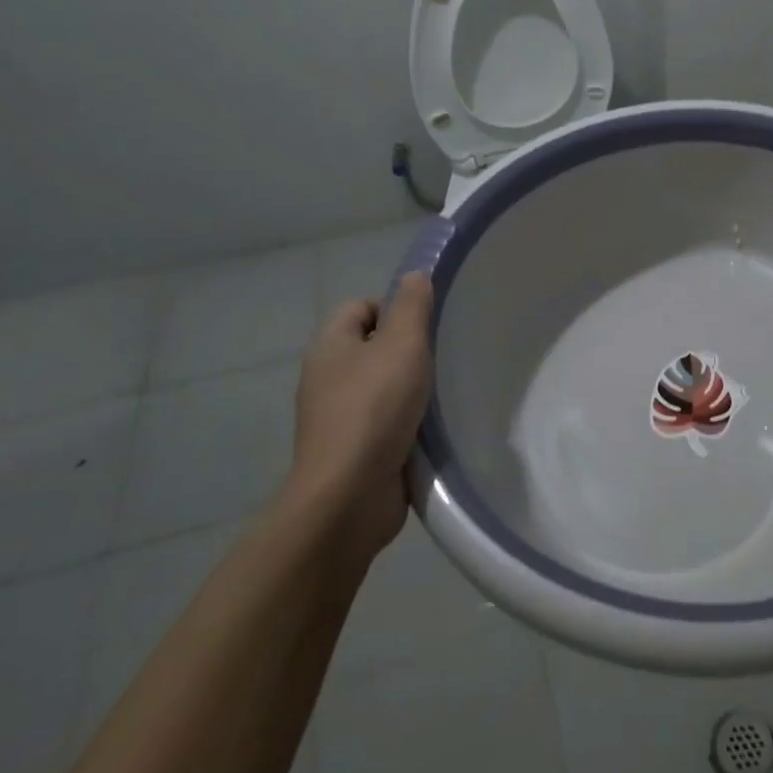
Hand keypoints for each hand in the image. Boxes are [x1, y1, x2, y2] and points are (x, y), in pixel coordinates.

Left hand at [282, 272, 435, 571]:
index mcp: (330, 346)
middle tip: (443, 354)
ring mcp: (338, 416)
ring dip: (412, 387)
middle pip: (374, 346)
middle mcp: (328, 377)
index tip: (428, 324)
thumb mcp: (402, 344)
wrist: (349, 496)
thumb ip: (412, 306)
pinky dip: (408, 420)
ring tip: (445, 389)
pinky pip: (386, 420)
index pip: (362, 306)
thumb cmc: (375, 408)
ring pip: (382, 385)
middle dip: (409, 348)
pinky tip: (434, 425)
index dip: (395, 307)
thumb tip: (414, 276)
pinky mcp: (354, 449)